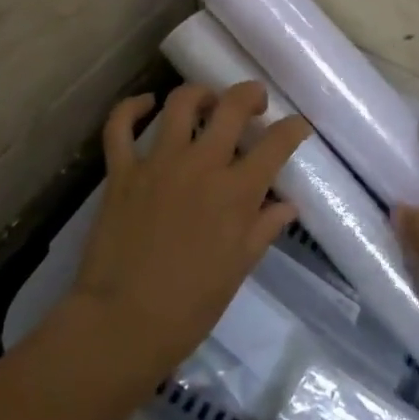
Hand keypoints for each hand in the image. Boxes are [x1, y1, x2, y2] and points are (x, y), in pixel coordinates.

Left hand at [69, 82, 310, 384]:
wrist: (122, 324)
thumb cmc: (190, 306)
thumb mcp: (238, 268)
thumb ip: (264, 228)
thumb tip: (288, 205)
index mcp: (237, 191)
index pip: (277, 143)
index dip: (294, 128)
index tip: (298, 126)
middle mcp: (202, 165)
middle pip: (232, 106)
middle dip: (250, 95)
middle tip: (255, 102)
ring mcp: (158, 163)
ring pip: (181, 103)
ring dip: (200, 95)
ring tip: (207, 102)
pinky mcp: (122, 172)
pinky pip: (120, 126)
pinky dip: (131, 109)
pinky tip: (145, 105)